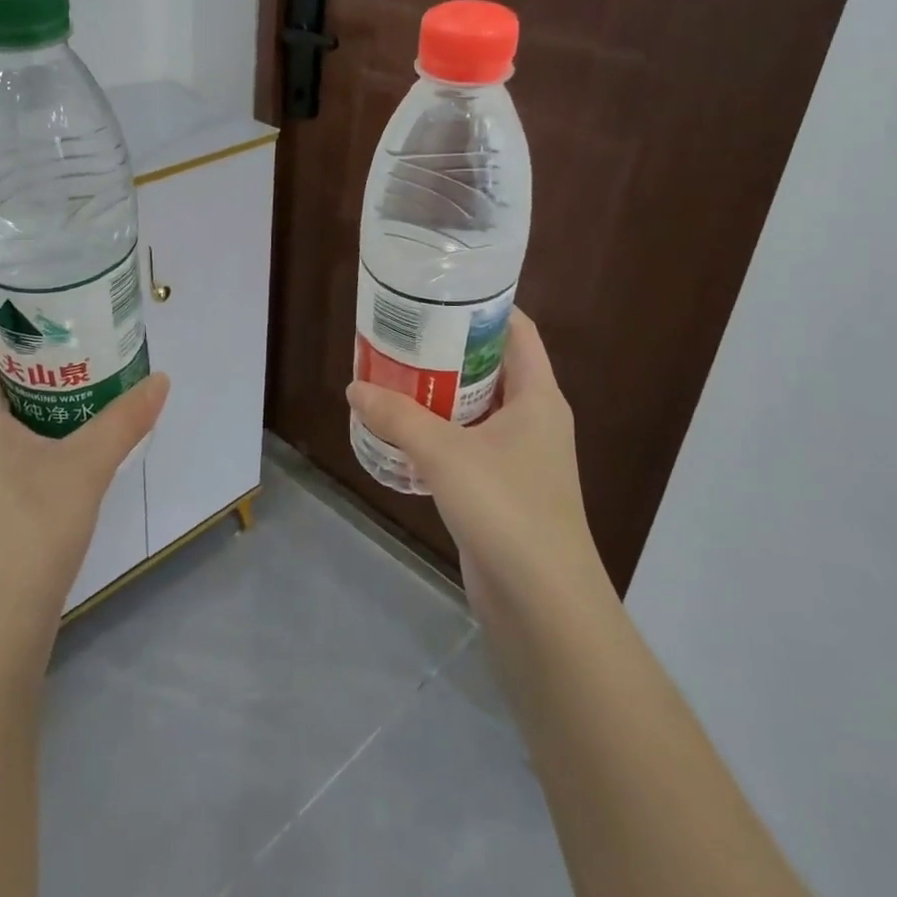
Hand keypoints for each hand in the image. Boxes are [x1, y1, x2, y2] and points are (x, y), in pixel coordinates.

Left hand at [0, 329, 169, 652]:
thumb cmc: (28, 531)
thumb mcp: (84, 468)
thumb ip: (124, 420)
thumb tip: (161, 380)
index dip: (16, 320)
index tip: (62, 307)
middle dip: (44, 355)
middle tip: (92, 339)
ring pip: (7, 414)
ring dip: (47, 394)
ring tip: (96, 378)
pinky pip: (10, 444)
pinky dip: (43, 428)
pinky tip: (82, 436)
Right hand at [346, 311, 604, 609]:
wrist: (542, 604)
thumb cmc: (507, 509)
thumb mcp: (445, 453)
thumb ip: (397, 416)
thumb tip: (355, 387)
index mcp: (537, 397)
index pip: (518, 331)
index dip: (484, 306)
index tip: (439, 293)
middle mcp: (533, 420)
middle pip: (490, 366)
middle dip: (447, 349)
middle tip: (400, 333)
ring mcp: (518, 457)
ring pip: (474, 408)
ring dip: (437, 393)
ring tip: (391, 374)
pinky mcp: (500, 489)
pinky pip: (465, 444)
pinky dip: (436, 432)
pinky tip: (399, 431)